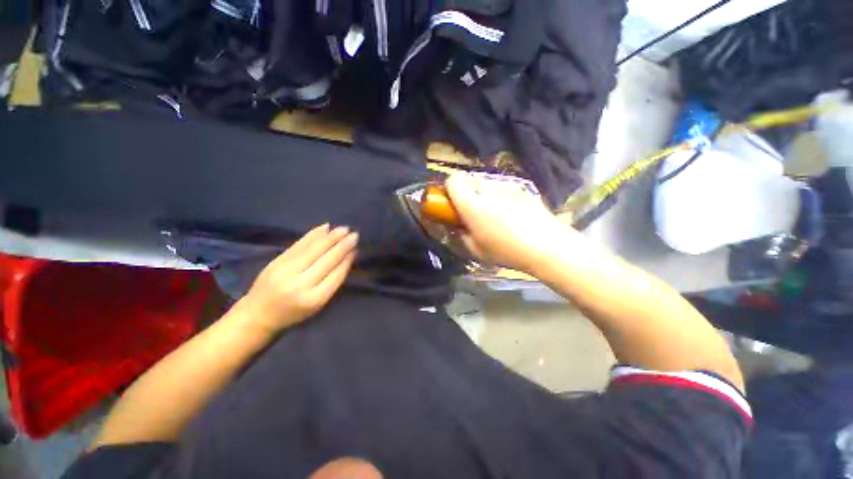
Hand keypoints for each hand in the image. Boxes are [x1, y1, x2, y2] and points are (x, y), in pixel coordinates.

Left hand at [243, 224, 357, 334]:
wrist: (257, 315)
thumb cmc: (293, 313)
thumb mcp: (317, 304)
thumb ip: (331, 282)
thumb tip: (347, 258)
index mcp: (314, 299)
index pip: (336, 274)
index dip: (347, 260)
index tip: (356, 249)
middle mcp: (300, 284)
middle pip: (326, 260)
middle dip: (342, 246)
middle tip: (355, 235)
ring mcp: (286, 271)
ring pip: (314, 250)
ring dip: (331, 238)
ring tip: (344, 229)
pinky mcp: (277, 261)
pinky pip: (299, 245)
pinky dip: (313, 235)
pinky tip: (325, 227)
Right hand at [445, 173, 576, 272]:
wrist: (548, 246)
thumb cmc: (507, 251)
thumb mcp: (477, 250)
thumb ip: (461, 235)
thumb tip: (456, 226)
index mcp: (472, 205)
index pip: (453, 181)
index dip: (449, 189)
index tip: (451, 202)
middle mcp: (488, 190)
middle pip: (469, 178)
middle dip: (465, 190)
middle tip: (470, 208)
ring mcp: (507, 186)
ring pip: (486, 181)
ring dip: (482, 191)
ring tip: (491, 210)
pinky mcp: (522, 188)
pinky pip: (502, 186)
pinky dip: (499, 194)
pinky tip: (509, 210)